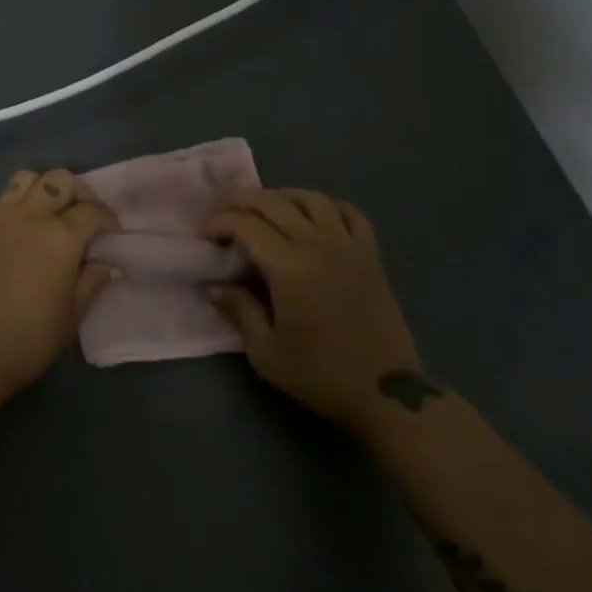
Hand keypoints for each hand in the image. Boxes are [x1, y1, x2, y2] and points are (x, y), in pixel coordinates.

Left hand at [0, 170, 118, 397]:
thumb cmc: (29, 337)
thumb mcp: (72, 315)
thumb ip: (92, 282)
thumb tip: (109, 265)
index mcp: (61, 236)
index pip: (92, 211)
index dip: (107, 220)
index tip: (111, 236)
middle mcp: (30, 215)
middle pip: (59, 180)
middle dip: (77, 192)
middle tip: (80, 216)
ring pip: (25, 179)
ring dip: (41, 189)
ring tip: (46, 213)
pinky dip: (12, 206)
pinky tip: (15, 232)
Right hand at [204, 190, 423, 428]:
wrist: (386, 394)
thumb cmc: (321, 375)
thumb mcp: (266, 353)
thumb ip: (239, 311)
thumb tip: (214, 286)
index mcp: (290, 267)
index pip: (246, 224)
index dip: (219, 222)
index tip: (205, 237)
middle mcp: (318, 244)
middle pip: (274, 202)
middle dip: (242, 202)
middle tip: (224, 218)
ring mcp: (349, 245)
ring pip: (311, 198)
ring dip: (281, 197)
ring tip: (264, 212)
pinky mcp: (371, 254)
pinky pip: (349, 212)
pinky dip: (326, 205)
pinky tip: (312, 216)